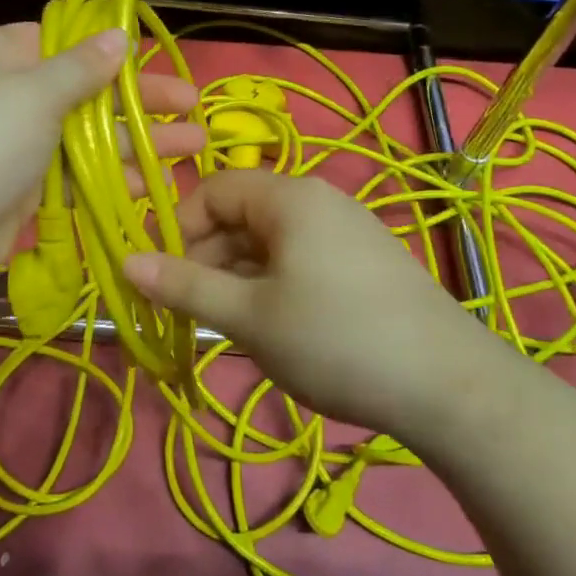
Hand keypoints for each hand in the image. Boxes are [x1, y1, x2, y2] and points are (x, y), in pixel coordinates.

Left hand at [0, 23, 204, 294]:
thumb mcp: (31, 95)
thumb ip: (81, 69)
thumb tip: (118, 34)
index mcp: (4, 56)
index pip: (67, 43)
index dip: (113, 52)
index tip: (157, 62)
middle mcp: (13, 95)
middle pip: (88, 92)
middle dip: (141, 102)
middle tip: (195, 109)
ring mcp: (19, 146)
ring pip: (88, 139)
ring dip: (138, 144)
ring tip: (193, 149)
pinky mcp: (26, 190)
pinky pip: (77, 177)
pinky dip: (112, 179)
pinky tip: (154, 184)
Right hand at [124, 170, 486, 437]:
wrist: (449, 386)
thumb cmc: (335, 340)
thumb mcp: (249, 316)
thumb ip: (185, 287)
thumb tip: (126, 262)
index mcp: (289, 197)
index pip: (213, 189)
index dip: (179, 228)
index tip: (163, 278)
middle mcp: (319, 201)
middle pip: (241, 215)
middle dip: (206, 259)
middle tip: (190, 313)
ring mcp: (347, 231)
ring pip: (269, 243)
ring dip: (237, 278)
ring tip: (228, 328)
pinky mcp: (365, 263)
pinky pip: (300, 261)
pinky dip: (272, 287)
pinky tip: (273, 330)